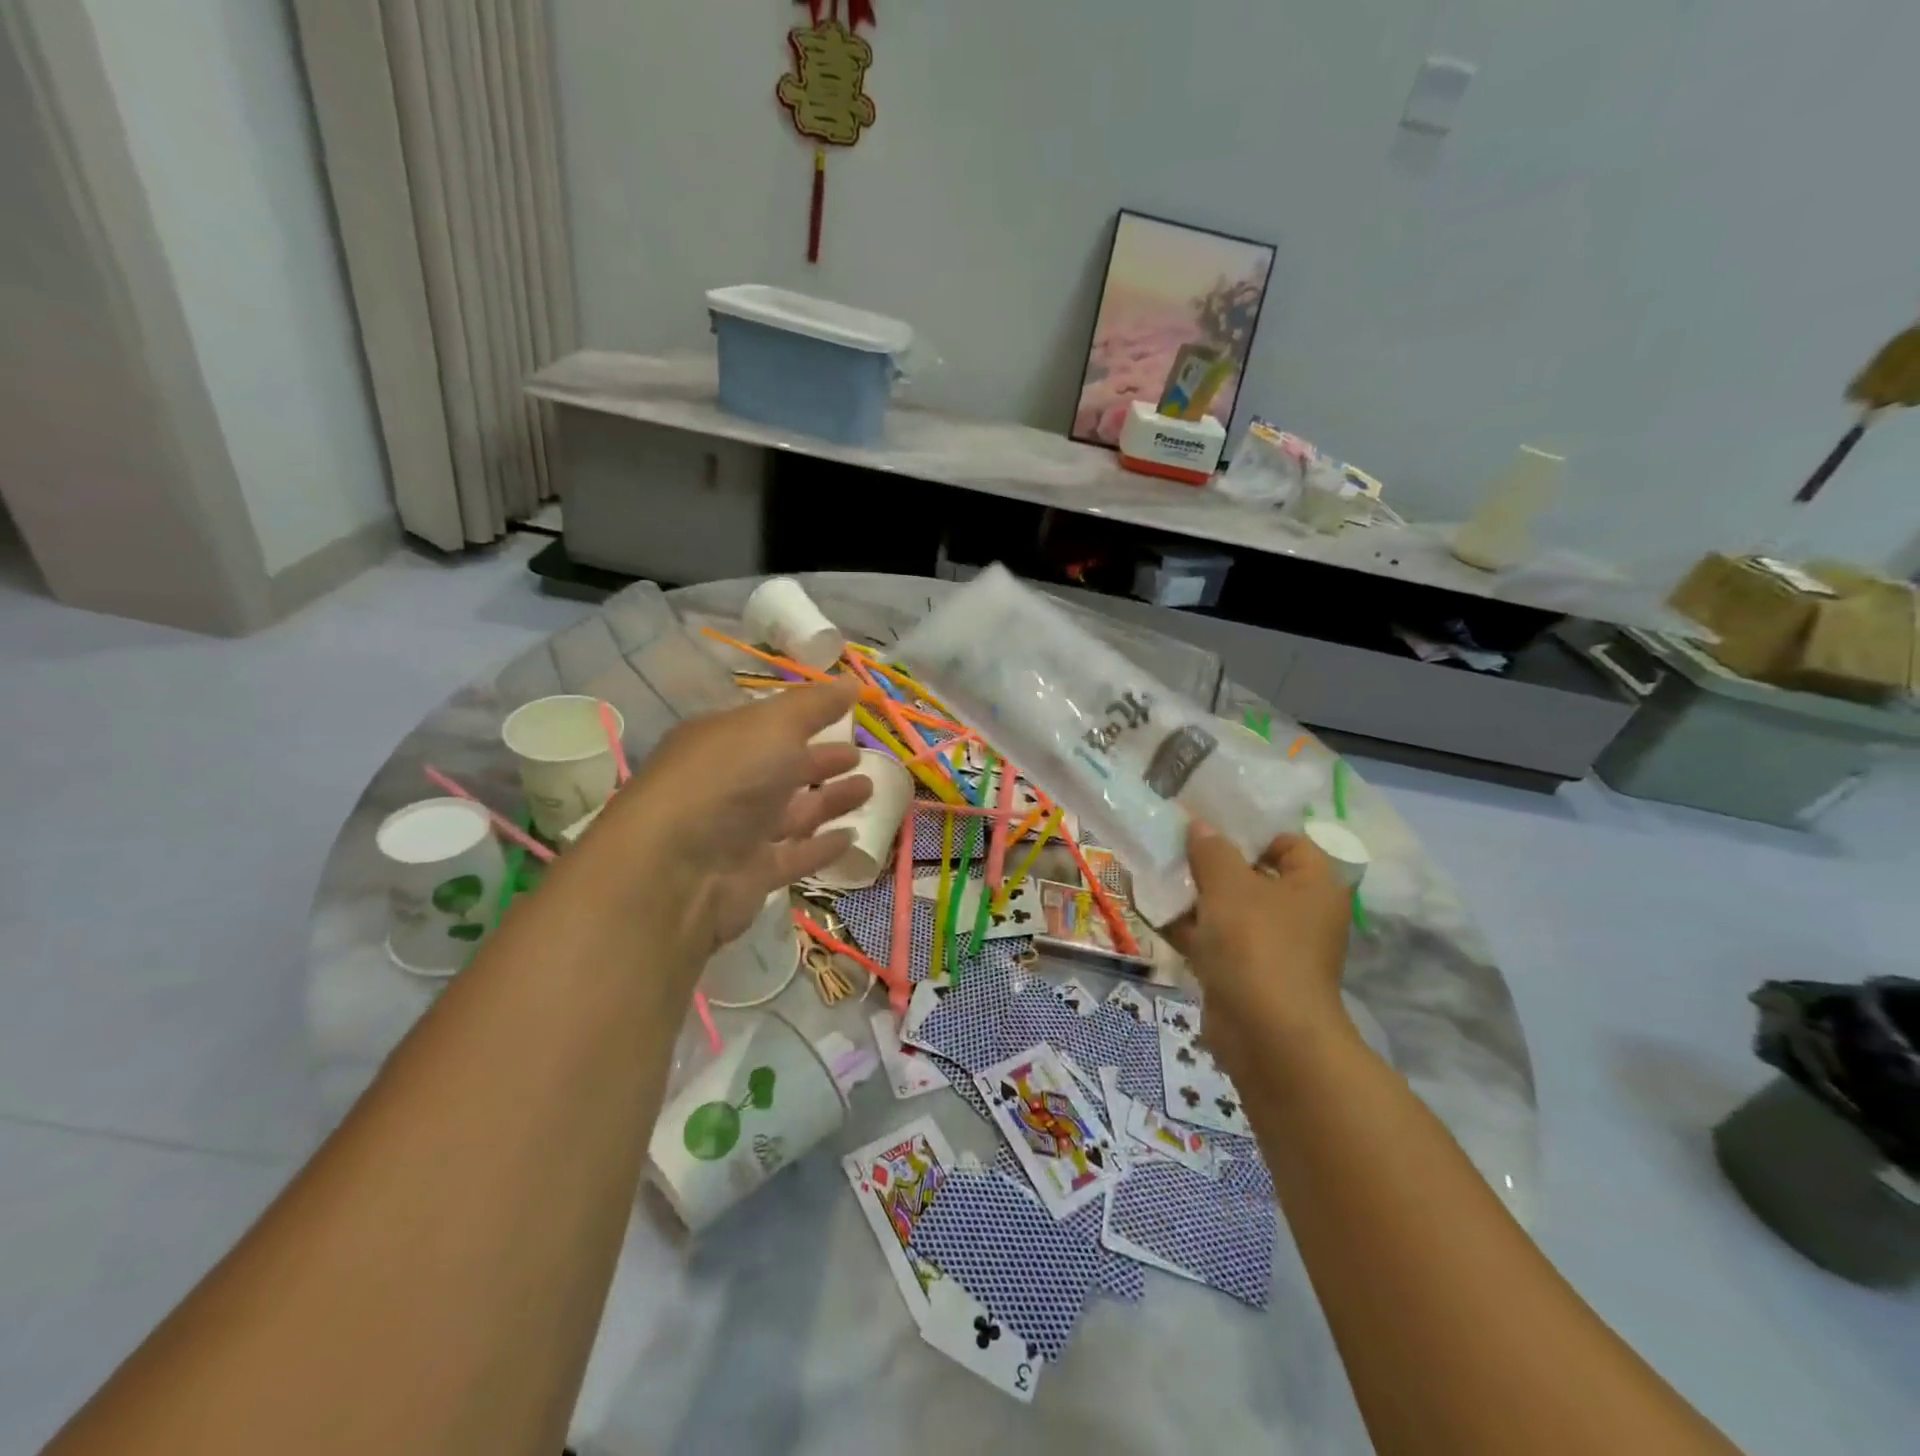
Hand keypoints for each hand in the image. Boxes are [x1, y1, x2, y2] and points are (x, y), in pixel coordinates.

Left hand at [585, 680, 871, 956]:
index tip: (848, 713)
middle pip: (782, 769)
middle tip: (860, 755)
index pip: (770, 725)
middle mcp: (727, 784)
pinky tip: (851, 837)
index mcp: (723, 741)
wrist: (677, 871)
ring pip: (792, 812)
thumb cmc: (726, 780)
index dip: (808, 718)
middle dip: (821, 761)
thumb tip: (853, 683)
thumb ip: (816, 705)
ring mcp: (737, 832)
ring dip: (829, 800)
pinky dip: (821, 846)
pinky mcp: (750, 875)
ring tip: (869, 789)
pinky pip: (793, 855)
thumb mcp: (773, 726)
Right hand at [1165, 823, 1354, 1071]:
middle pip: (1253, 875)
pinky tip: (1152, 909)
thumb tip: (1200, 826)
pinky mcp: (1245, 974)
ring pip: (1229, 909)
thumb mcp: (1229, 885)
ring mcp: (1271, 947)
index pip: (1288, 842)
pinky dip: (1189, 928)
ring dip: (1194, 895)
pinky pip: (1215, 940)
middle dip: (1212, 862)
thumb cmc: (1257, 944)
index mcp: (1313, 885)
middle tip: (1173, 844)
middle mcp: (1299, 914)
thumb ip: (1212, 850)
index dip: (1250, 831)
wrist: (1266, 1035)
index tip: (1209, 824)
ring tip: (1154, 871)